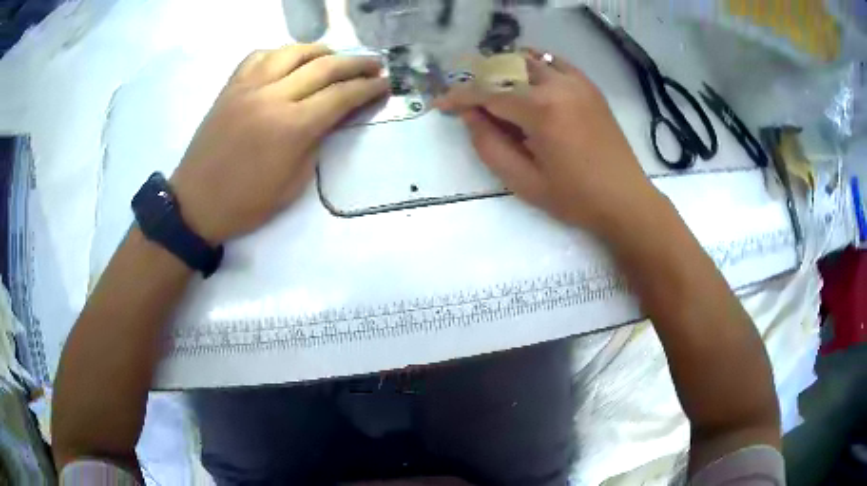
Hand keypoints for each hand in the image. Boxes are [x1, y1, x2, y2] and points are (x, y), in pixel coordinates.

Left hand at [172, 44, 388, 243]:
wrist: (196, 204)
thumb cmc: (247, 203)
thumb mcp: (294, 183)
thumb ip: (318, 142)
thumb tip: (335, 115)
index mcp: (292, 127)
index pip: (341, 96)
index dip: (368, 88)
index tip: (385, 84)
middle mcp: (273, 96)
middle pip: (324, 66)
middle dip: (356, 63)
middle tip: (375, 64)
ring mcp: (248, 87)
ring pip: (292, 52)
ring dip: (321, 51)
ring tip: (335, 57)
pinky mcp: (230, 87)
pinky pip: (259, 56)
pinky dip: (281, 53)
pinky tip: (289, 62)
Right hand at [434, 49, 662, 237]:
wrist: (625, 199)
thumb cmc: (575, 198)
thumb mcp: (523, 181)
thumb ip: (489, 144)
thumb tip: (469, 114)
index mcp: (540, 110)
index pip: (487, 92)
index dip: (458, 97)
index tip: (440, 105)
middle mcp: (557, 85)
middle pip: (504, 69)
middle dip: (479, 81)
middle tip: (467, 102)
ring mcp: (576, 81)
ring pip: (527, 59)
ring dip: (503, 70)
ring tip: (494, 91)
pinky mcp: (588, 86)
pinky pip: (553, 61)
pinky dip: (533, 65)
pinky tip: (526, 80)